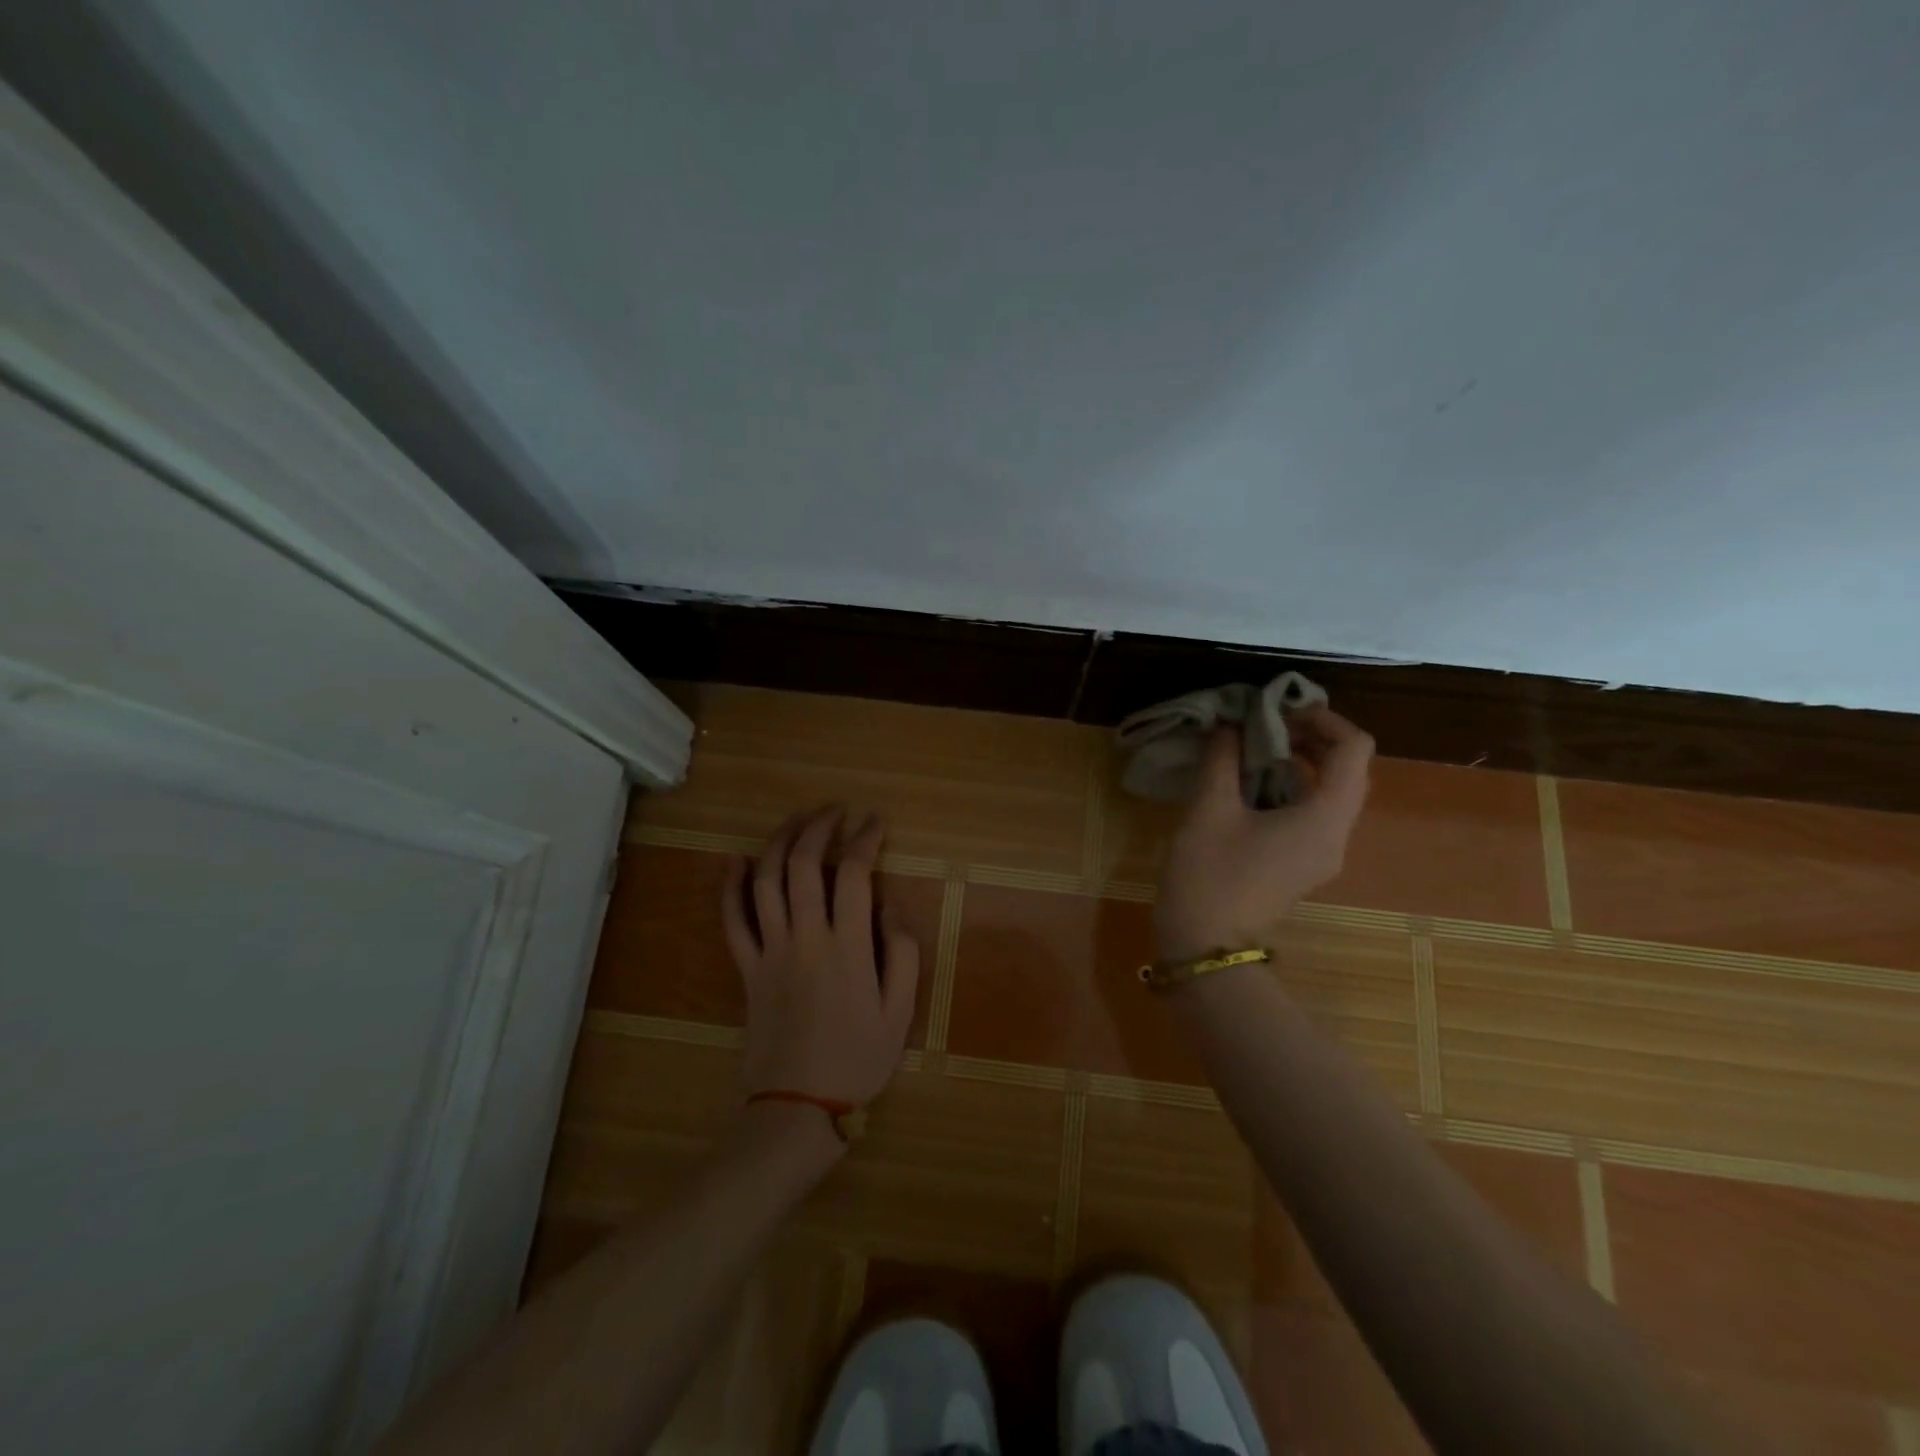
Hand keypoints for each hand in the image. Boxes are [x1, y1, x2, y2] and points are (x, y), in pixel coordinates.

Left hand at [722, 806, 921, 1115]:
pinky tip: (736, 860)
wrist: (796, 1106)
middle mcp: (805, 937)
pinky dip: (731, 886)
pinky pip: (732, 920)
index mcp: (848, 946)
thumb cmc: (857, 1059)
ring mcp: (769, 950)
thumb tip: (889, 904)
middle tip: (835, 810)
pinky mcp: (746, 968)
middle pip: (804, 864)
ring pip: (766, 881)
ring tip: (797, 820)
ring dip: (779, 842)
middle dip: (819, 827)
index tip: (874, 821)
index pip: (854, 873)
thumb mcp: (900, 1011)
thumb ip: (902, 951)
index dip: (865, 838)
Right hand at [1154, 706, 1374, 960]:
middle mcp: (1335, 834)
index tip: (1278, 710)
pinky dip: (1285, 788)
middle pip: (1345, 769)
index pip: (1354, 749)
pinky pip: (1308, 814)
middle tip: (1258, 723)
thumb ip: (1222, 758)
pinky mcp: (1300, 865)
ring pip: (1326, 792)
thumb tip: (1228, 725)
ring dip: (1294, 762)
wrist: (1205, 948)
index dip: (1323, 718)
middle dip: (1307, 738)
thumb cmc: (1209, 875)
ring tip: (1246, 747)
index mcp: (1324, 818)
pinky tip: (1243, 784)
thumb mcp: (1209, 809)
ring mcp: (1321, 854)